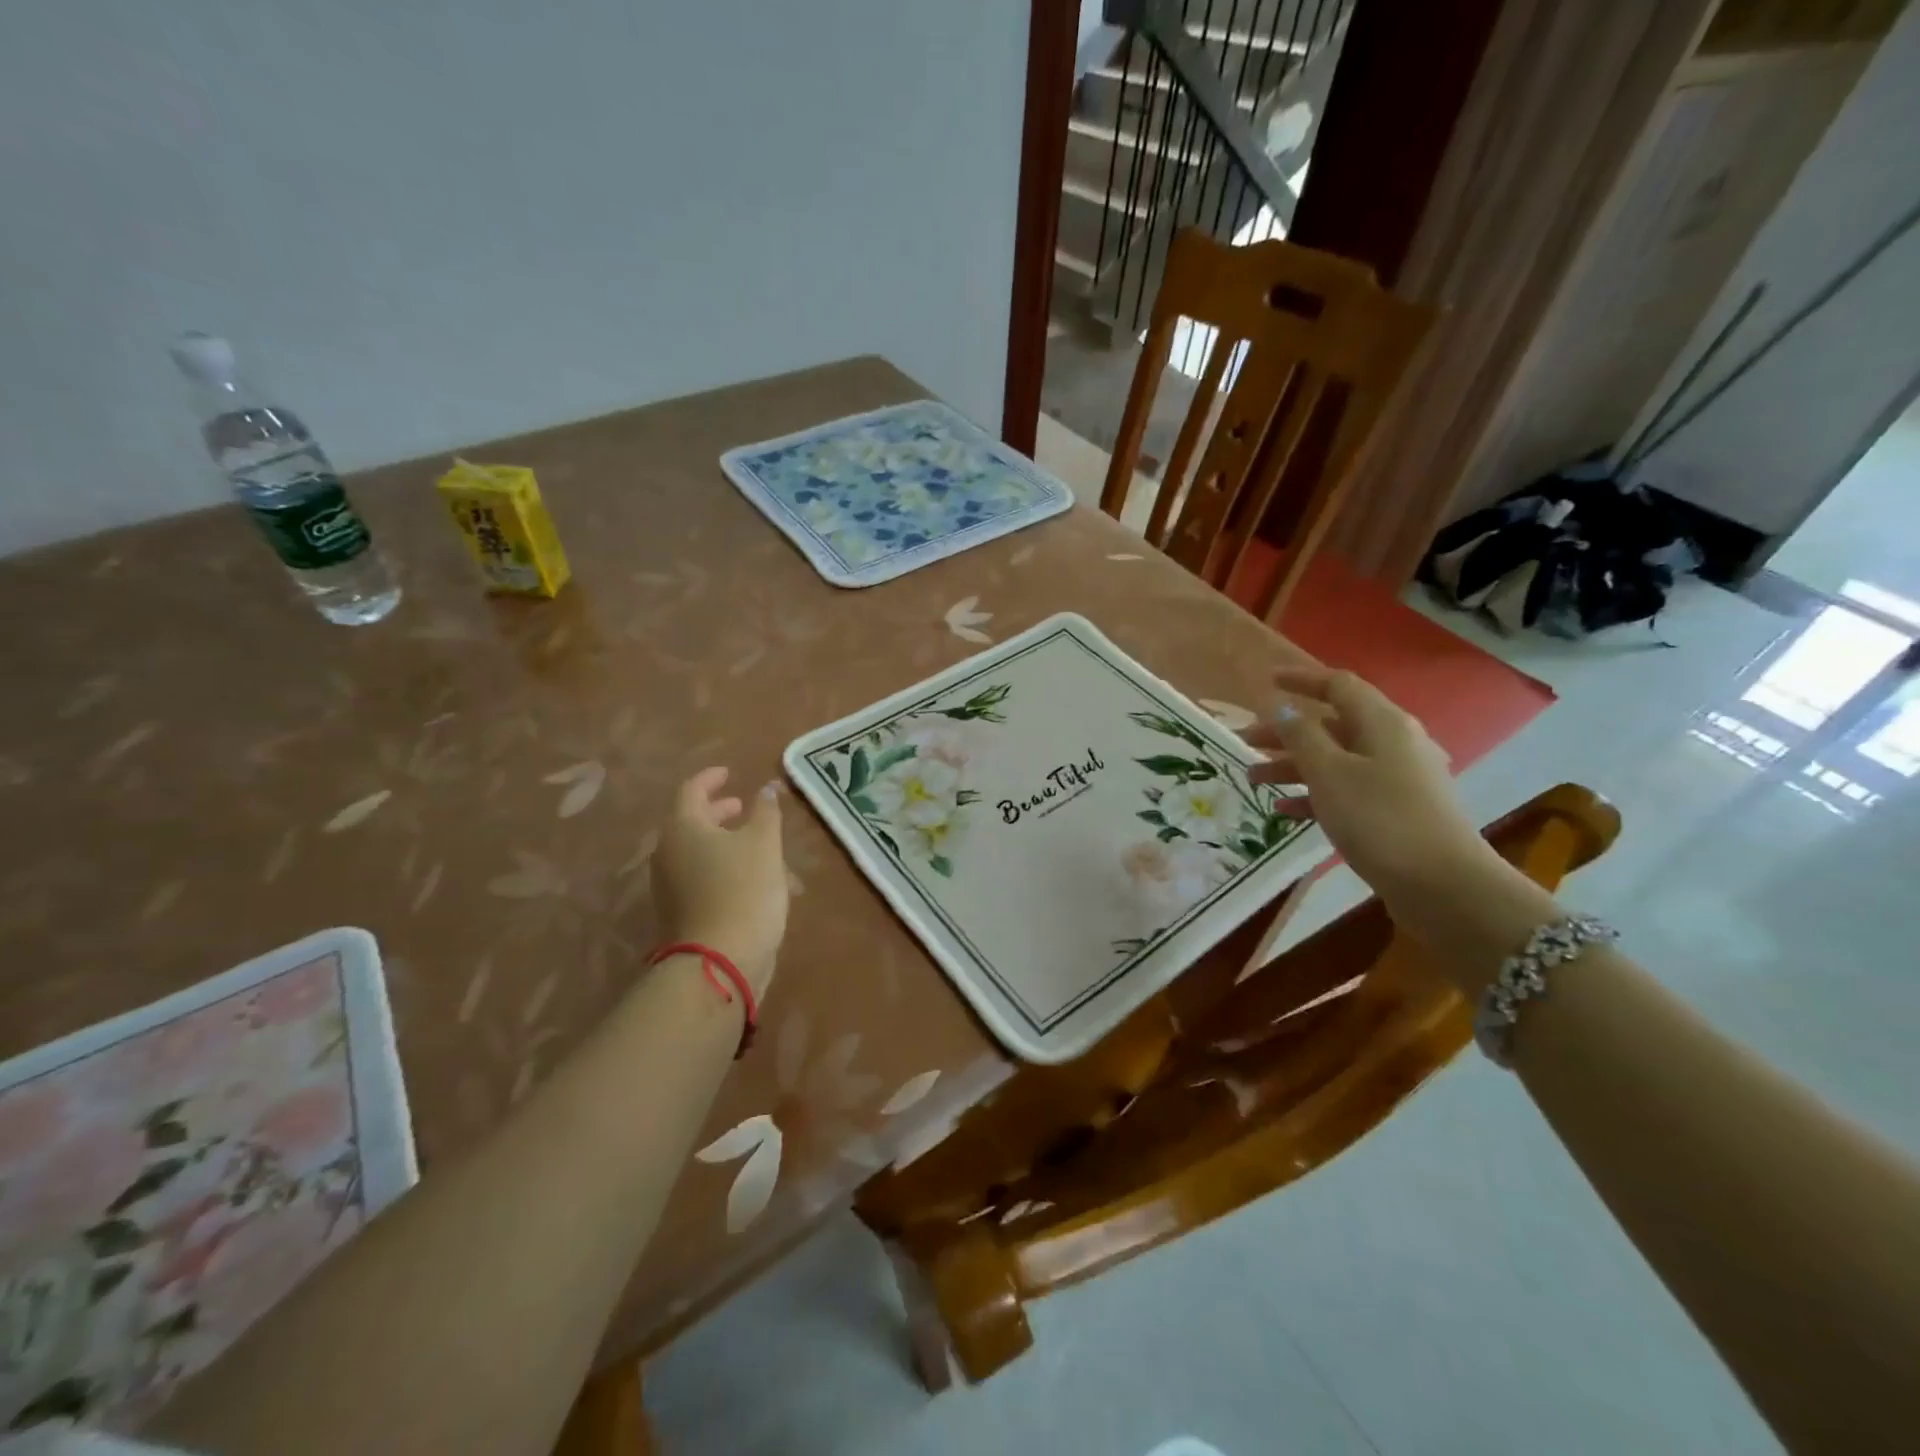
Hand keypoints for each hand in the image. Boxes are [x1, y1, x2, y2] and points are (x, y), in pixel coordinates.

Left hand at [652, 767, 788, 999]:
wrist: (720, 960)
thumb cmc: (744, 889)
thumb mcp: (764, 843)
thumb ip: (766, 811)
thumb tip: (767, 788)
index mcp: (682, 828)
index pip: (691, 790)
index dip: (711, 778)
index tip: (729, 774)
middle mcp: (668, 852)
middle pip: (691, 822)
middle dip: (718, 812)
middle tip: (742, 807)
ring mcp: (669, 885)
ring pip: (698, 852)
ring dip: (725, 843)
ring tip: (758, 846)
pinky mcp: (680, 911)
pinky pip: (701, 878)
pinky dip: (723, 868)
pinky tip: (752, 879)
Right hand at [1247, 667, 1499, 905]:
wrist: (1441, 884)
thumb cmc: (1378, 818)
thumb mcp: (1329, 773)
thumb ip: (1302, 737)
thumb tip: (1285, 708)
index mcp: (1382, 723)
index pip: (1338, 686)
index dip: (1302, 680)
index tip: (1267, 683)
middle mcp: (1393, 743)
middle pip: (1331, 725)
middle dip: (1286, 733)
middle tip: (1244, 743)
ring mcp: (1397, 778)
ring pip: (1335, 760)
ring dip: (1293, 766)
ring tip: (1254, 780)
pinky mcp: (1395, 810)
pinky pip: (1346, 790)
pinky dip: (1314, 795)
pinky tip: (1284, 812)